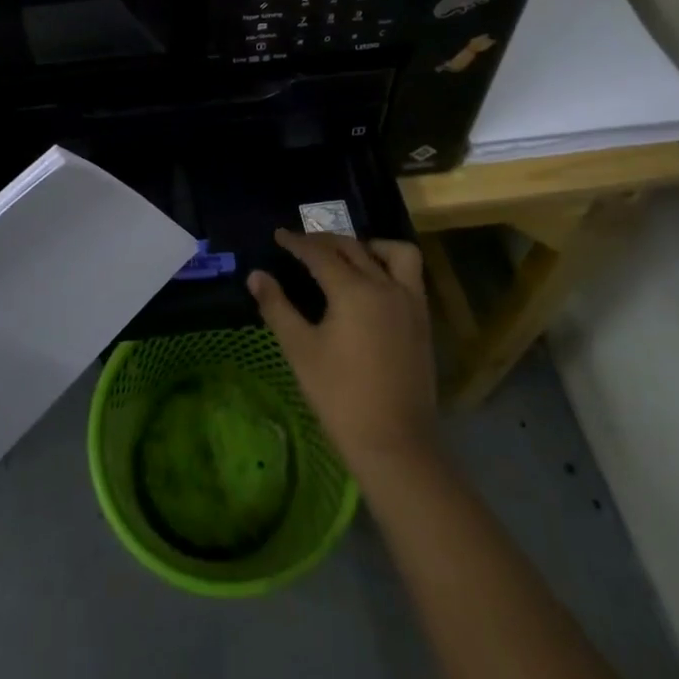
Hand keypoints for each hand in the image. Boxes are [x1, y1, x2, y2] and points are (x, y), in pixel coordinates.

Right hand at [249, 230, 436, 475]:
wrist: (394, 442)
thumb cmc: (339, 396)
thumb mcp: (300, 350)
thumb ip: (277, 307)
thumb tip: (256, 276)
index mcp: (353, 290)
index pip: (320, 254)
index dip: (297, 242)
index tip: (279, 235)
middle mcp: (385, 286)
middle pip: (353, 248)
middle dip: (325, 241)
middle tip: (302, 244)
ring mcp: (410, 302)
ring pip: (393, 253)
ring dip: (367, 246)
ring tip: (346, 256)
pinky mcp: (422, 320)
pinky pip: (409, 275)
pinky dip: (389, 265)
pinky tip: (372, 284)